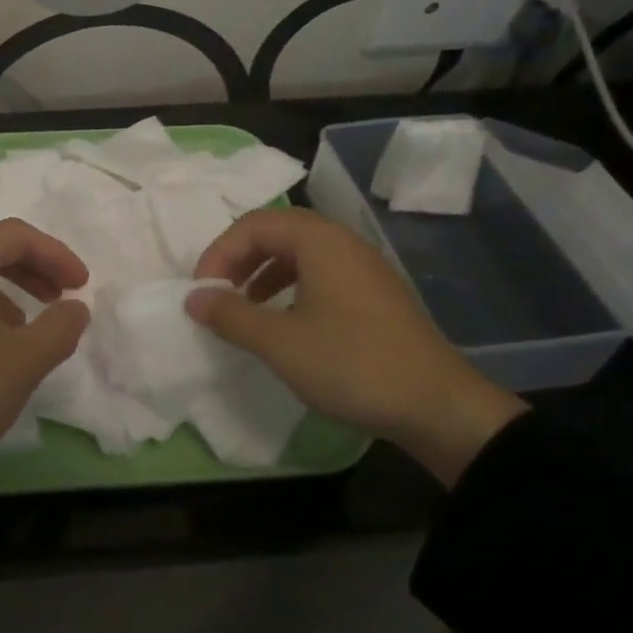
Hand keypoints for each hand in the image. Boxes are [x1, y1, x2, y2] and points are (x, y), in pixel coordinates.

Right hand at [186, 208, 523, 486]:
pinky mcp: (374, 295)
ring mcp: (363, 268)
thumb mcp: (279, 343)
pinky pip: (320, 275)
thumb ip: (230, 315)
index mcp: (319, 241)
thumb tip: (193, 298)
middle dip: (238, 261)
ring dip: (262, 275)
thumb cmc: (352, 365)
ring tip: (245, 310)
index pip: (253, 224)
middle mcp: (342, 242)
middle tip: (219, 296)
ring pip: (298, 255)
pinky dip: (290, 289)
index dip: (219, 253)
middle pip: (276, 233)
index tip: (202, 293)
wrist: (439, 407)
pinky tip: (284, 324)